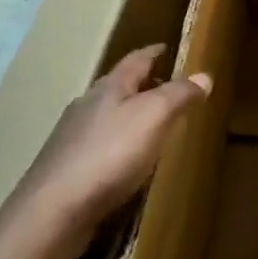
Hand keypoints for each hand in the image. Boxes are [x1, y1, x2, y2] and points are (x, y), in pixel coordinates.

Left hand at [6, 44, 210, 253]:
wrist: (53, 211)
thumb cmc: (110, 154)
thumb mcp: (154, 117)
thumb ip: (179, 94)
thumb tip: (204, 75)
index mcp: (109, 87)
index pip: (136, 60)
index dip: (153, 52)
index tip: (166, 47)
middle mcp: (87, 105)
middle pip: (119, 86)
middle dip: (143, 85)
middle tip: (167, 88)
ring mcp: (72, 138)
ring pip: (107, 116)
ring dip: (129, 116)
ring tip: (152, 125)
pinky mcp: (66, 169)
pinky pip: (99, 146)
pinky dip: (117, 144)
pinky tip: (126, 162)